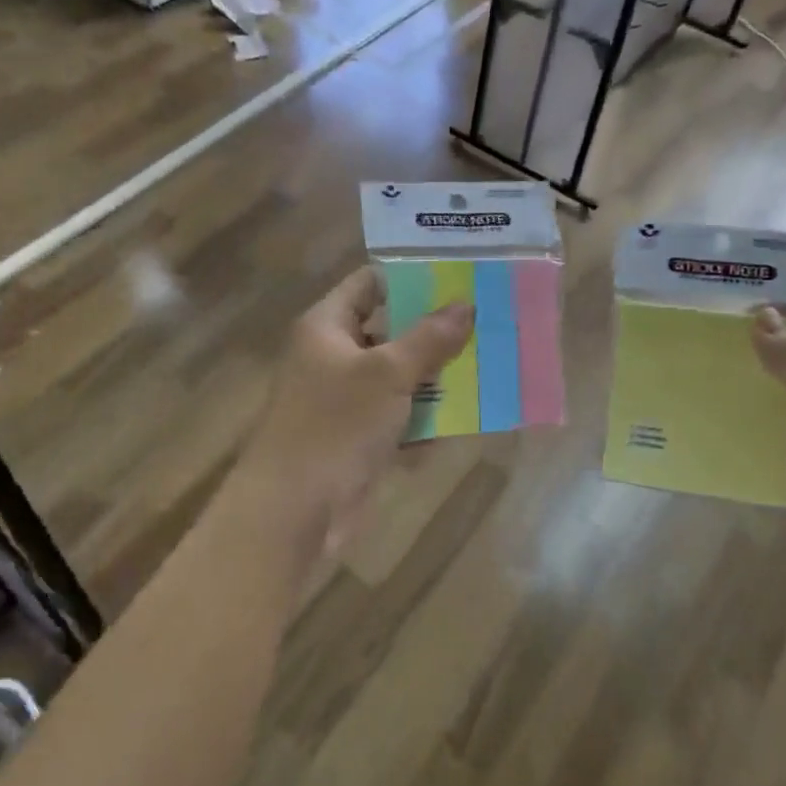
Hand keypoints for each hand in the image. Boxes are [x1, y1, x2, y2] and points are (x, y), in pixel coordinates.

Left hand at [237, 266, 472, 545]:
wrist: (295, 510)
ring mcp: (344, 401)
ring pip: (397, 378)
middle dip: (434, 331)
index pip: (369, 283)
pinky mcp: (357, 439)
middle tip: (486, 320)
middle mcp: (332, 357)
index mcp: (326, 327)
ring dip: (436, 378)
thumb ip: (428, 338)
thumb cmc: (336, 426)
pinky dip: (425, 420)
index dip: (410, 275)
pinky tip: (466, 419)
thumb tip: (465, 305)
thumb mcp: (388, 374)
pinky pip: (398, 419)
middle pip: (389, 331)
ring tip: (489, 366)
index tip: (458, 274)